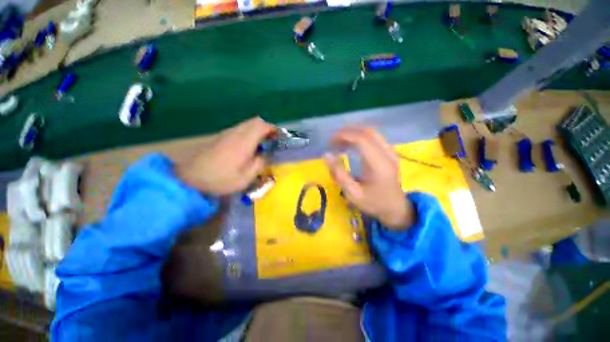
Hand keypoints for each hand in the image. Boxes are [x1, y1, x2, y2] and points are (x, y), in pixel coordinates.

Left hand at [177, 117, 275, 194]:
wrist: (191, 177)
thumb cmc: (220, 179)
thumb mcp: (245, 178)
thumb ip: (259, 164)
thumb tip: (265, 155)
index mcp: (244, 142)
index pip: (262, 126)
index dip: (273, 128)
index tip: (278, 136)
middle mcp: (236, 133)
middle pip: (255, 121)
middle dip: (267, 127)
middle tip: (272, 139)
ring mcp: (227, 133)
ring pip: (247, 124)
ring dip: (258, 129)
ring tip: (262, 143)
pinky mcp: (221, 136)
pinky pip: (240, 128)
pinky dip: (249, 132)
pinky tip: (248, 146)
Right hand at [324, 127, 414, 229]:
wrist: (395, 208)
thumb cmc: (373, 202)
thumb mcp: (352, 193)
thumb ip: (339, 174)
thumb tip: (326, 155)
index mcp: (379, 164)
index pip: (361, 139)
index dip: (344, 136)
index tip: (330, 142)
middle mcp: (387, 154)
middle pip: (367, 132)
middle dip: (347, 132)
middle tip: (333, 141)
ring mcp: (391, 151)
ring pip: (372, 132)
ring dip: (353, 133)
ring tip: (339, 142)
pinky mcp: (391, 152)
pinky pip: (375, 137)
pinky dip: (360, 136)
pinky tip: (352, 143)